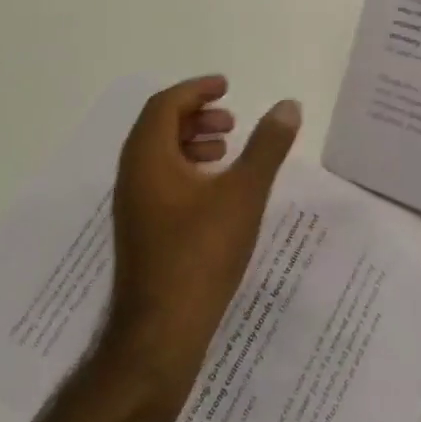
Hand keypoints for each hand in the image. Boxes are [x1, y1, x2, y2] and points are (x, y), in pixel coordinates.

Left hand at [106, 76, 300, 376]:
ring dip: (191, 143)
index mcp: (147, 158)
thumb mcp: (244, 193)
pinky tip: (217, 192)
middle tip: (231, 121)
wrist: (160, 335)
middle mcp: (132, 176)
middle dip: (196, 115)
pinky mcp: (141, 233)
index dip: (196, 90)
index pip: (165, 105)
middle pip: (159, 127)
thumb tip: (288, 106)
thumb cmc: (201, 254)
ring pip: (158, 156)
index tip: (226, 86)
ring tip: (227, 151)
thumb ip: (267, 146)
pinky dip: (187, 170)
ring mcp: (134, 208)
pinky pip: (160, 182)